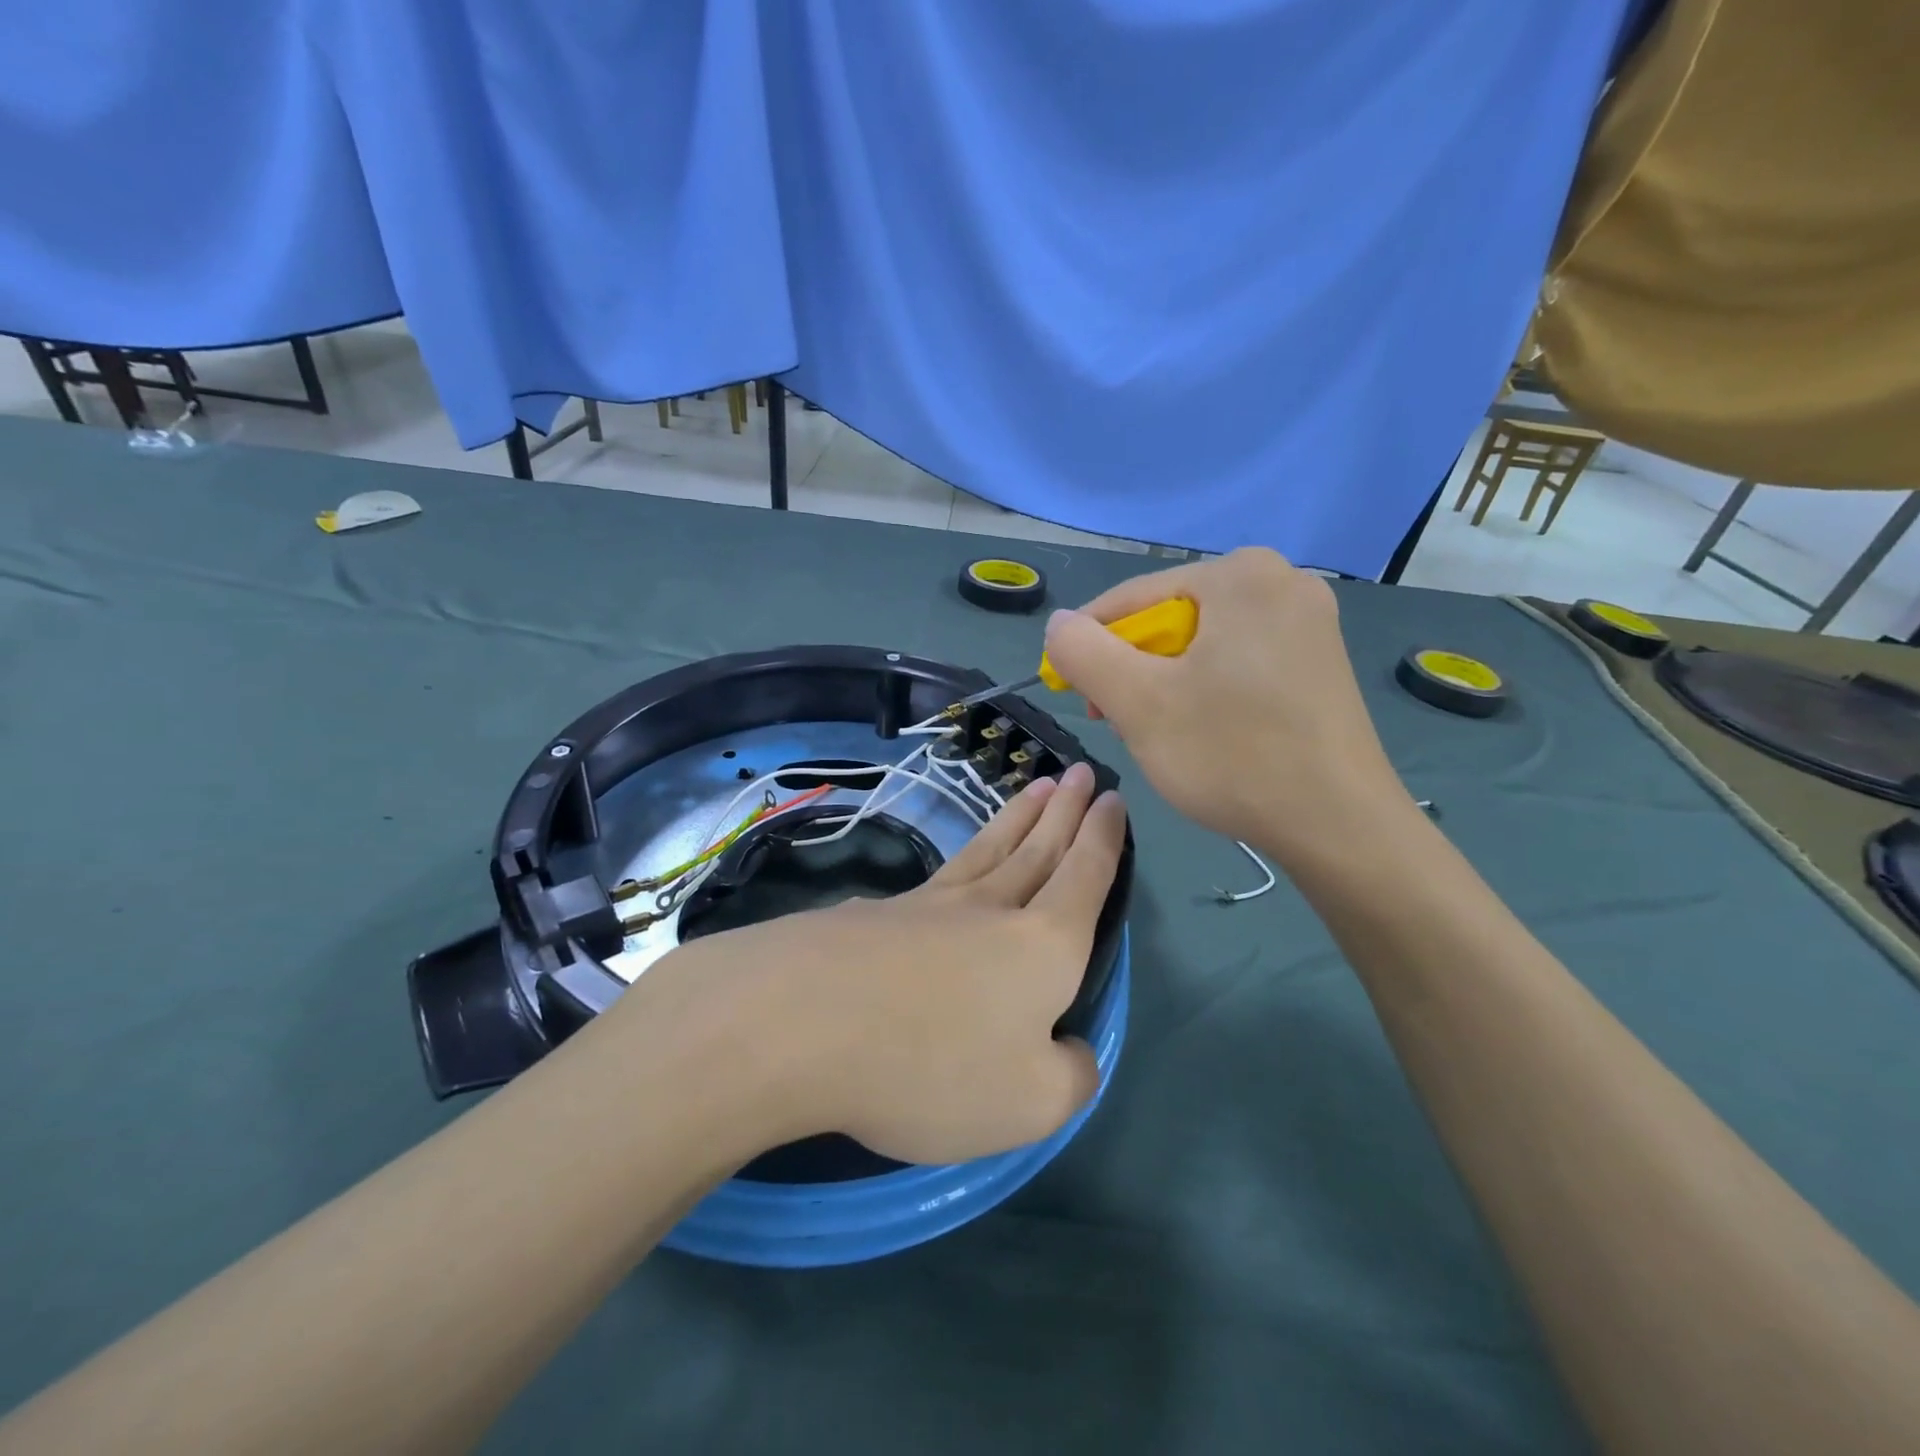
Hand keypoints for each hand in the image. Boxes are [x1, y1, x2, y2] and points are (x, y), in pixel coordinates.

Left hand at [650, 762, 1127, 1166]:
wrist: (805, 1020)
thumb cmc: (935, 1063)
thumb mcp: (1030, 1101)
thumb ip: (1069, 1075)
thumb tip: (1073, 1050)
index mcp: (1044, 944)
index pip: (1084, 876)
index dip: (1103, 839)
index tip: (1112, 800)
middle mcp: (993, 908)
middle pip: (1039, 847)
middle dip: (1066, 810)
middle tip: (1082, 773)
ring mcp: (932, 904)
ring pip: (992, 848)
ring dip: (1021, 816)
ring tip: (1039, 787)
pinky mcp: (882, 913)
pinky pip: (945, 871)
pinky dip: (967, 852)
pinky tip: (961, 861)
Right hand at [1041, 547, 1408, 863]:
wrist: (1340, 826)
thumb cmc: (1233, 755)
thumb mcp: (1139, 703)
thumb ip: (1083, 654)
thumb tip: (1058, 624)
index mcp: (1241, 574)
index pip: (1133, 599)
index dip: (1090, 646)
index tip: (1072, 695)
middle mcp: (1282, 581)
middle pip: (1171, 619)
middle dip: (1135, 670)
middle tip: (1119, 722)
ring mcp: (1309, 621)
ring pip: (1202, 644)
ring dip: (1166, 684)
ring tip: (1160, 733)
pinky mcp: (1319, 662)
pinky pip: (1237, 661)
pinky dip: (1207, 690)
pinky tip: (1206, 731)